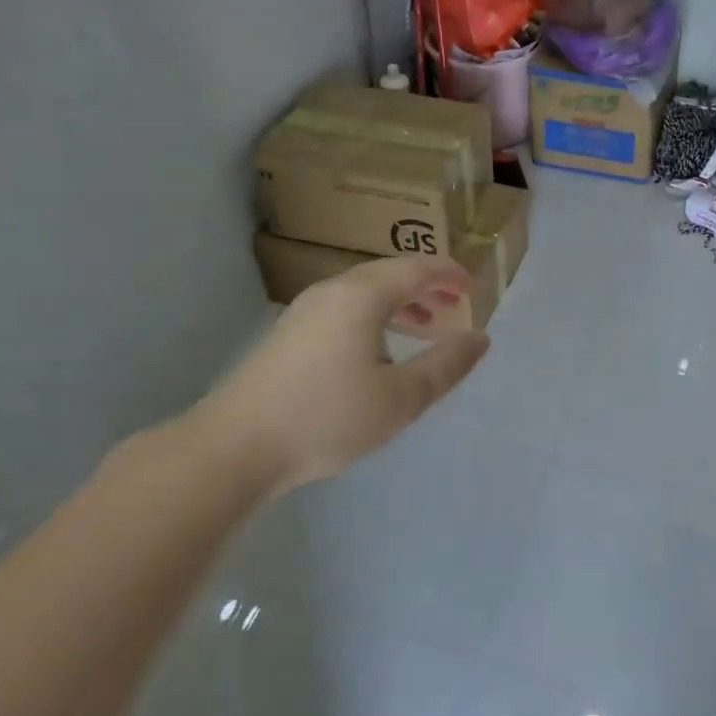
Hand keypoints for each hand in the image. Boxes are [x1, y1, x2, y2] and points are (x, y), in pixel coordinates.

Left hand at [189, 256, 488, 494]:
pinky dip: (375, 317)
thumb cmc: (327, 417)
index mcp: (362, 296)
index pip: (416, 268)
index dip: (450, 274)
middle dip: (427, 287)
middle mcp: (332, 291)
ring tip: (425, 328)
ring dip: (401, 303)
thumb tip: (480, 338)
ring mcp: (305, 311)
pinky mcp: (289, 334)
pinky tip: (379, 351)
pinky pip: (345, 309)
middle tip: (456, 306)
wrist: (235, 447)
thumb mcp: (401, 397)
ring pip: (364, 292)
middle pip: (389, 274)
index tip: (474, 288)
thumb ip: (445, 366)